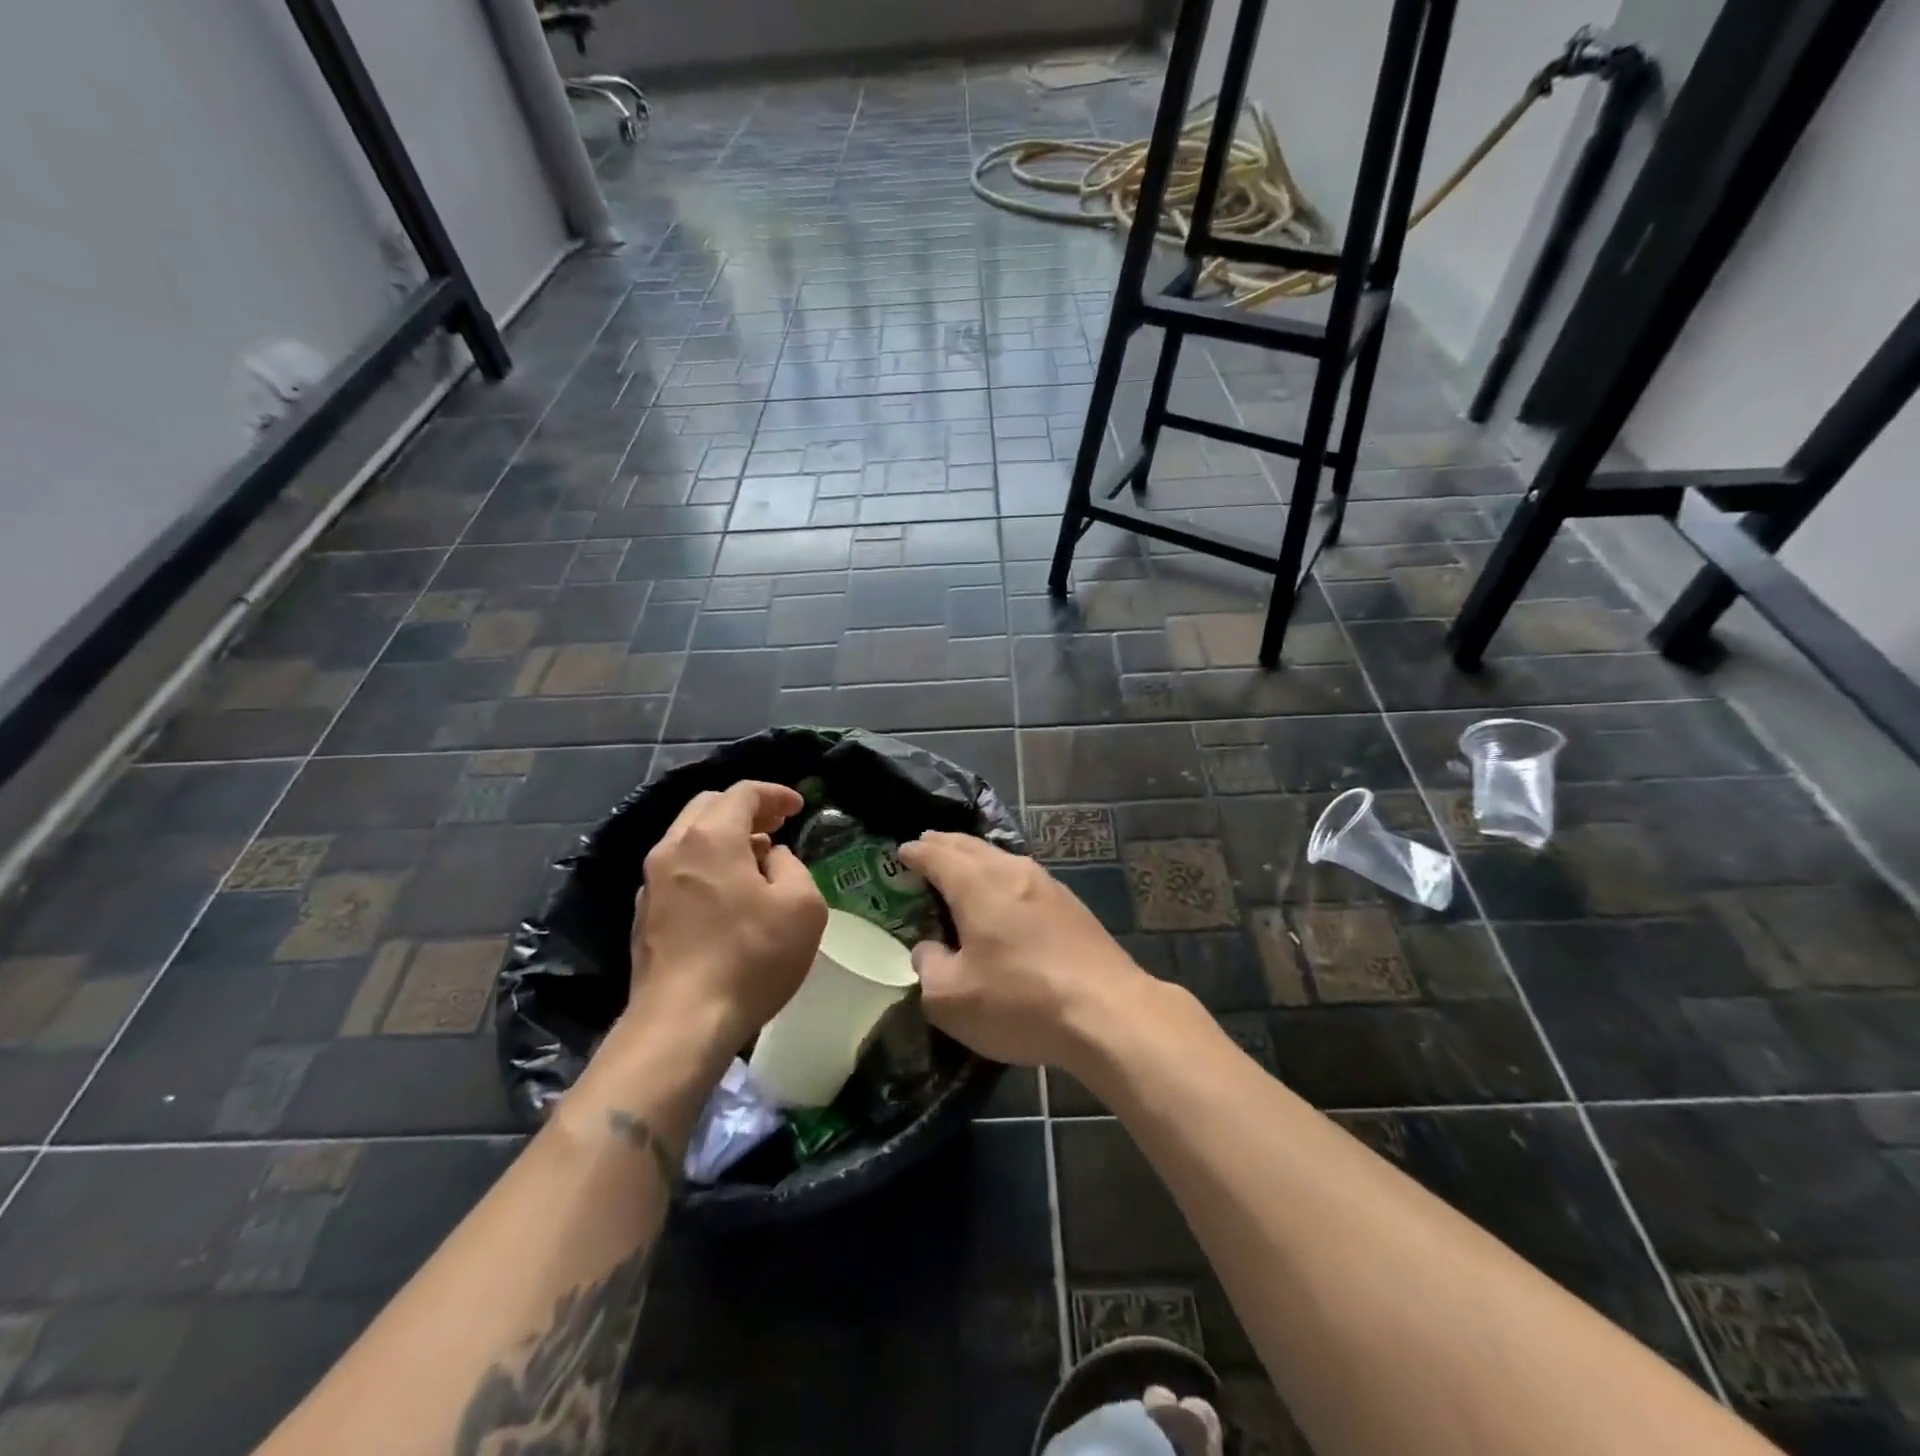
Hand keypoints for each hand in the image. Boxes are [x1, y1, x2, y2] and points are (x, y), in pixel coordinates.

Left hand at [624, 782, 826, 1062]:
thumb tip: (771, 858)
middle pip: (708, 807)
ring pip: (688, 838)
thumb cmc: (751, 957)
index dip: (775, 793)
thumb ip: (792, 866)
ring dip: (724, 837)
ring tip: (756, 857)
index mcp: (711, 837)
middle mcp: (672, 849)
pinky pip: (677, 870)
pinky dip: (705, 864)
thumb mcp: (802, 906)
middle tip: (777, 825)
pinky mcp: (643, 915)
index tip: (799, 807)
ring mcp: (650, 883)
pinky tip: (727, 892)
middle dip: (746, 809)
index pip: (743, 792)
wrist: (682, 1023)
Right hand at [898, 832, 1152, 1074]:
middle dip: (943, 845)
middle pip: (970, 847)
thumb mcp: (951, 998)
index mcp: (977, 884)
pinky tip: (1003, 898)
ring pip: (1001, 859)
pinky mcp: (1071, 906)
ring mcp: (1047, 885)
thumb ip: (928, 966)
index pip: (936, 854)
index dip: (914, 853)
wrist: (1108, 1012)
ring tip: (960, 870)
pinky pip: (1023, 879)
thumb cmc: (1020, 1001)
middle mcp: (1012, 871)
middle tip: (925, 848)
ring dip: (975, 860)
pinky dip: (1001, 878)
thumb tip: (929, 949)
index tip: (900, 853)